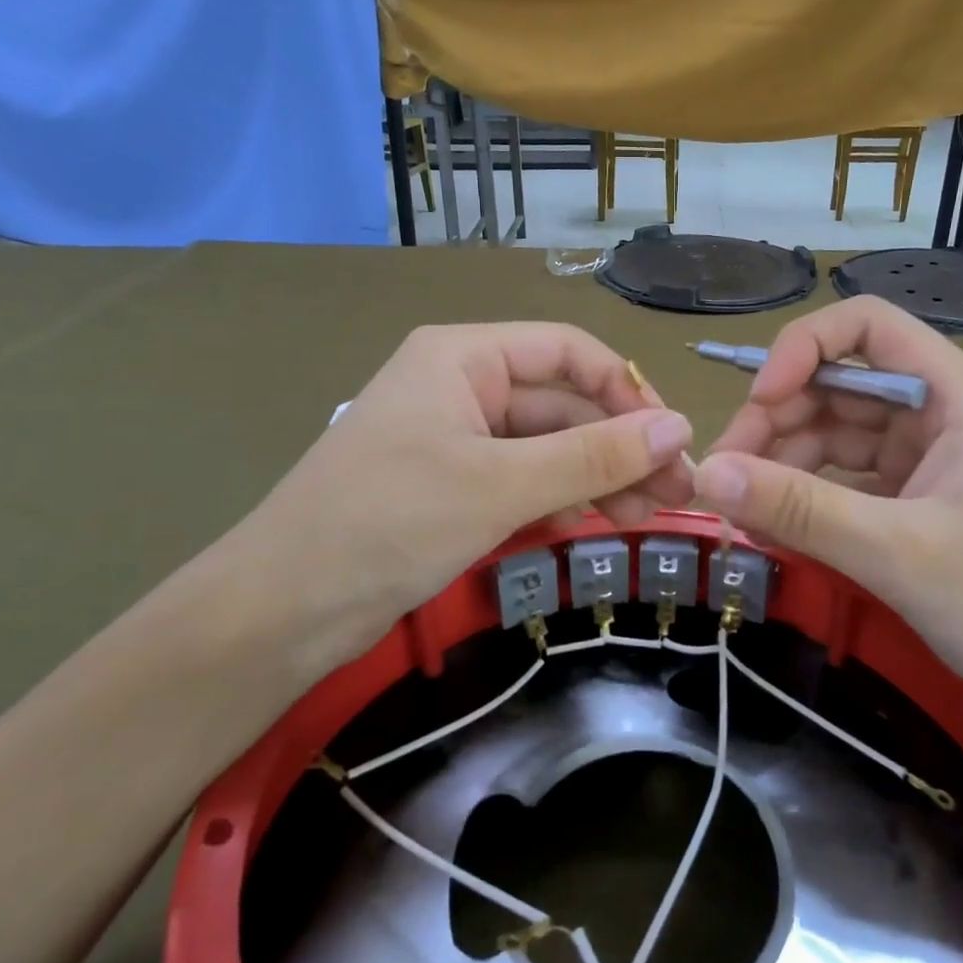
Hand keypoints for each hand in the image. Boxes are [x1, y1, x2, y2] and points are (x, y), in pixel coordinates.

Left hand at [202, 323, 693, 676]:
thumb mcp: (500, 485)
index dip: (626, 390)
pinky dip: (561, 499)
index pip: (568, 352)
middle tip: (676, 495)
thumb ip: (593, 455)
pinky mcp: (452, 487)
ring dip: (598, 477)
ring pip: (548, 447)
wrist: (282, 610)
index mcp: (464, 357)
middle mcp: (462, 386)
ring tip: (646, 520)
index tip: (674, 440)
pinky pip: (524, 480)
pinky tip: (592, 527)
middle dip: (620, 446)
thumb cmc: (388, 524)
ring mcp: (456, 439)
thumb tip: (680, 428)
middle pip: (562, 403)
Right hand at [693, 297, 962, 734]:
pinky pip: (845, 478)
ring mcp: (927, 456)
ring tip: (741, 514)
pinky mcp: (916, 498)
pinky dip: (806, 497)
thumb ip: (801, 510)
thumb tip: (706, 474)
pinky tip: (773, 527)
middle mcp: (939, 410)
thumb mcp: (899, 553)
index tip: (756, 403)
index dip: (801, 349)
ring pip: (834, 434)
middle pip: (836, 383)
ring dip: (782, 465)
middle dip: (775, 422)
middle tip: (724, 479)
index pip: (865, 325)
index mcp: (955, 393)